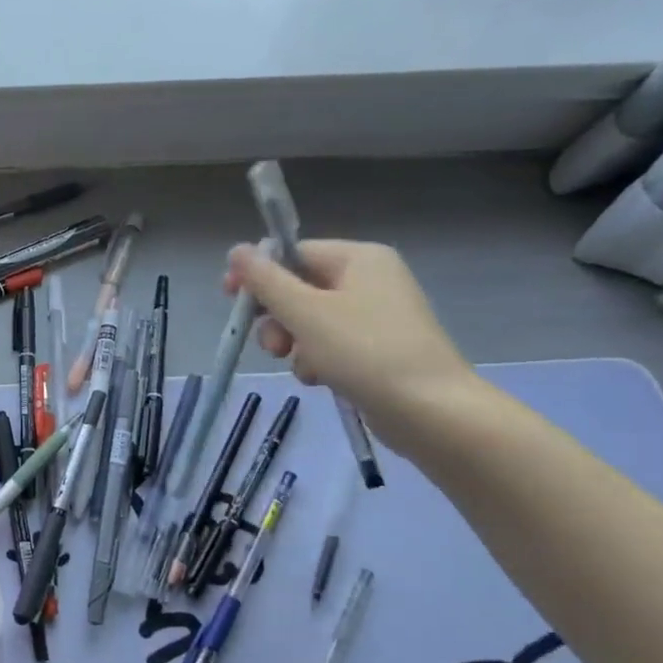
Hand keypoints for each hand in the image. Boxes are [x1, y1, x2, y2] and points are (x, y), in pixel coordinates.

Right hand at [225, 239, 477, 454]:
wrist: (432, 412)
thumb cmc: (365, 352)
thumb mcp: (305, 313)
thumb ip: (266, 280)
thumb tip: (237, 249)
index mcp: (358, 259)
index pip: (293, 253)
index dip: (259, 275)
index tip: (231, 300)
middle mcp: (370, 280)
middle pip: (299, 288)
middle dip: (277, 319)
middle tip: (273, 346)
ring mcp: (376, 316)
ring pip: (310, 321)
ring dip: (294, 344)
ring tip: (303, 368)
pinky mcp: (377, 349)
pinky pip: (330, 345)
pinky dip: (317, 360)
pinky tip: (320, 380)